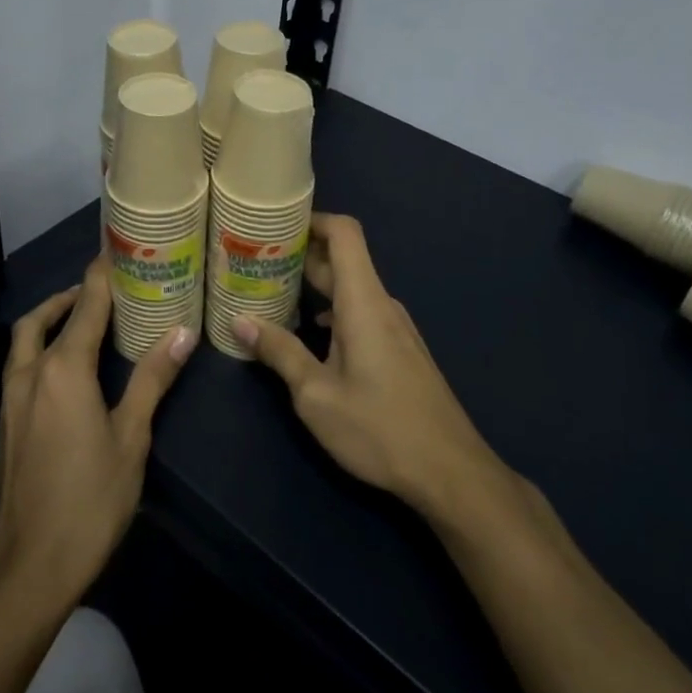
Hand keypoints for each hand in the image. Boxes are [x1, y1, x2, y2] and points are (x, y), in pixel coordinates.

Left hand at [0, 258, 195, 612]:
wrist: (28, 565)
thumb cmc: (90, 500)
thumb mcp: (131, 438)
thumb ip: (151, 380)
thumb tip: (182, 332)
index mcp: (63, 369)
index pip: (86, 305)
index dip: (101, 274)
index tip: (115, 248)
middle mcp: (30, 372)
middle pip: (45, 316)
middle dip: (71, 295)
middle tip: (102, 289)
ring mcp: (10, 397)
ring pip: (24, 340)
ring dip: (49, 319)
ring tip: (80, 320)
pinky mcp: (4, 420)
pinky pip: (19, 364)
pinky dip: (39, 347)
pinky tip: (63, 369)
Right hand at [234, 214, 512, 520]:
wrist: (451, 473)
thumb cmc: (379, 429)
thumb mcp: (316, 395)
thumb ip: (279, 352)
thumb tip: (240, 321)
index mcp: (364, 302)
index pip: (344, 233)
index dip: (312, 219)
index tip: (275, 226)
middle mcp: (382, 305)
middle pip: (342, 259)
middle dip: (300, 254)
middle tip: (256, 262)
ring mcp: (396, 328)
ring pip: (351, 288)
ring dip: (315, 286)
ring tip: (274, 296)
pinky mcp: (401, 350)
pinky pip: (362, 312)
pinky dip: (332, 310)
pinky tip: (309, 336)